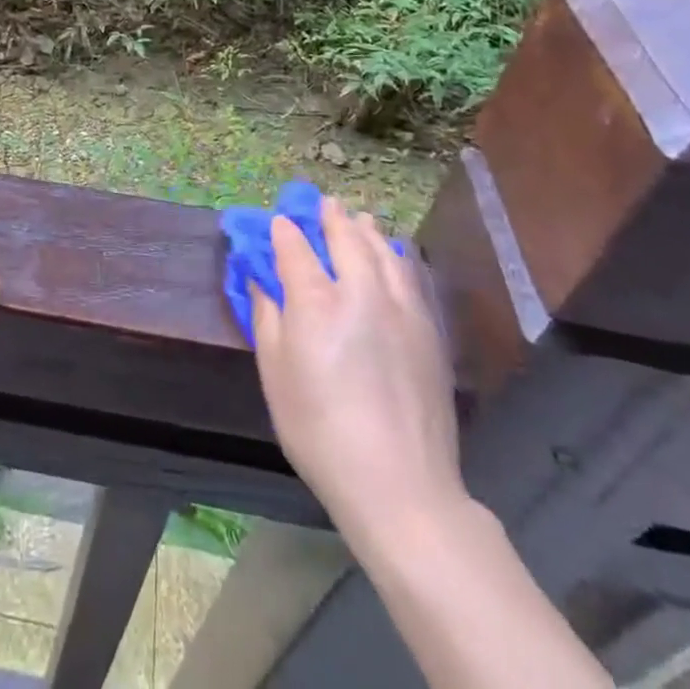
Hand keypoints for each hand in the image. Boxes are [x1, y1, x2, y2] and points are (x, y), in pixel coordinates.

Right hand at [252, 196, 464, 528]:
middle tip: (324, 202)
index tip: (278, 223)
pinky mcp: (429, 329)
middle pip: (345, 237)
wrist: (401, 486)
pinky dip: (395, 255)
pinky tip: (391, 255)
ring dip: (366, 229)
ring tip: (358, 217)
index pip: (295, 247)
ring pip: (383, 250)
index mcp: (315, 301)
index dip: (284, 230)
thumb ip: (267, 317)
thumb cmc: (320, 432)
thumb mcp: (275, 375)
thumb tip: (260, 279)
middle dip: (330, 216)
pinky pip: (409, 274)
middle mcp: (360, 291)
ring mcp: (401, 307)